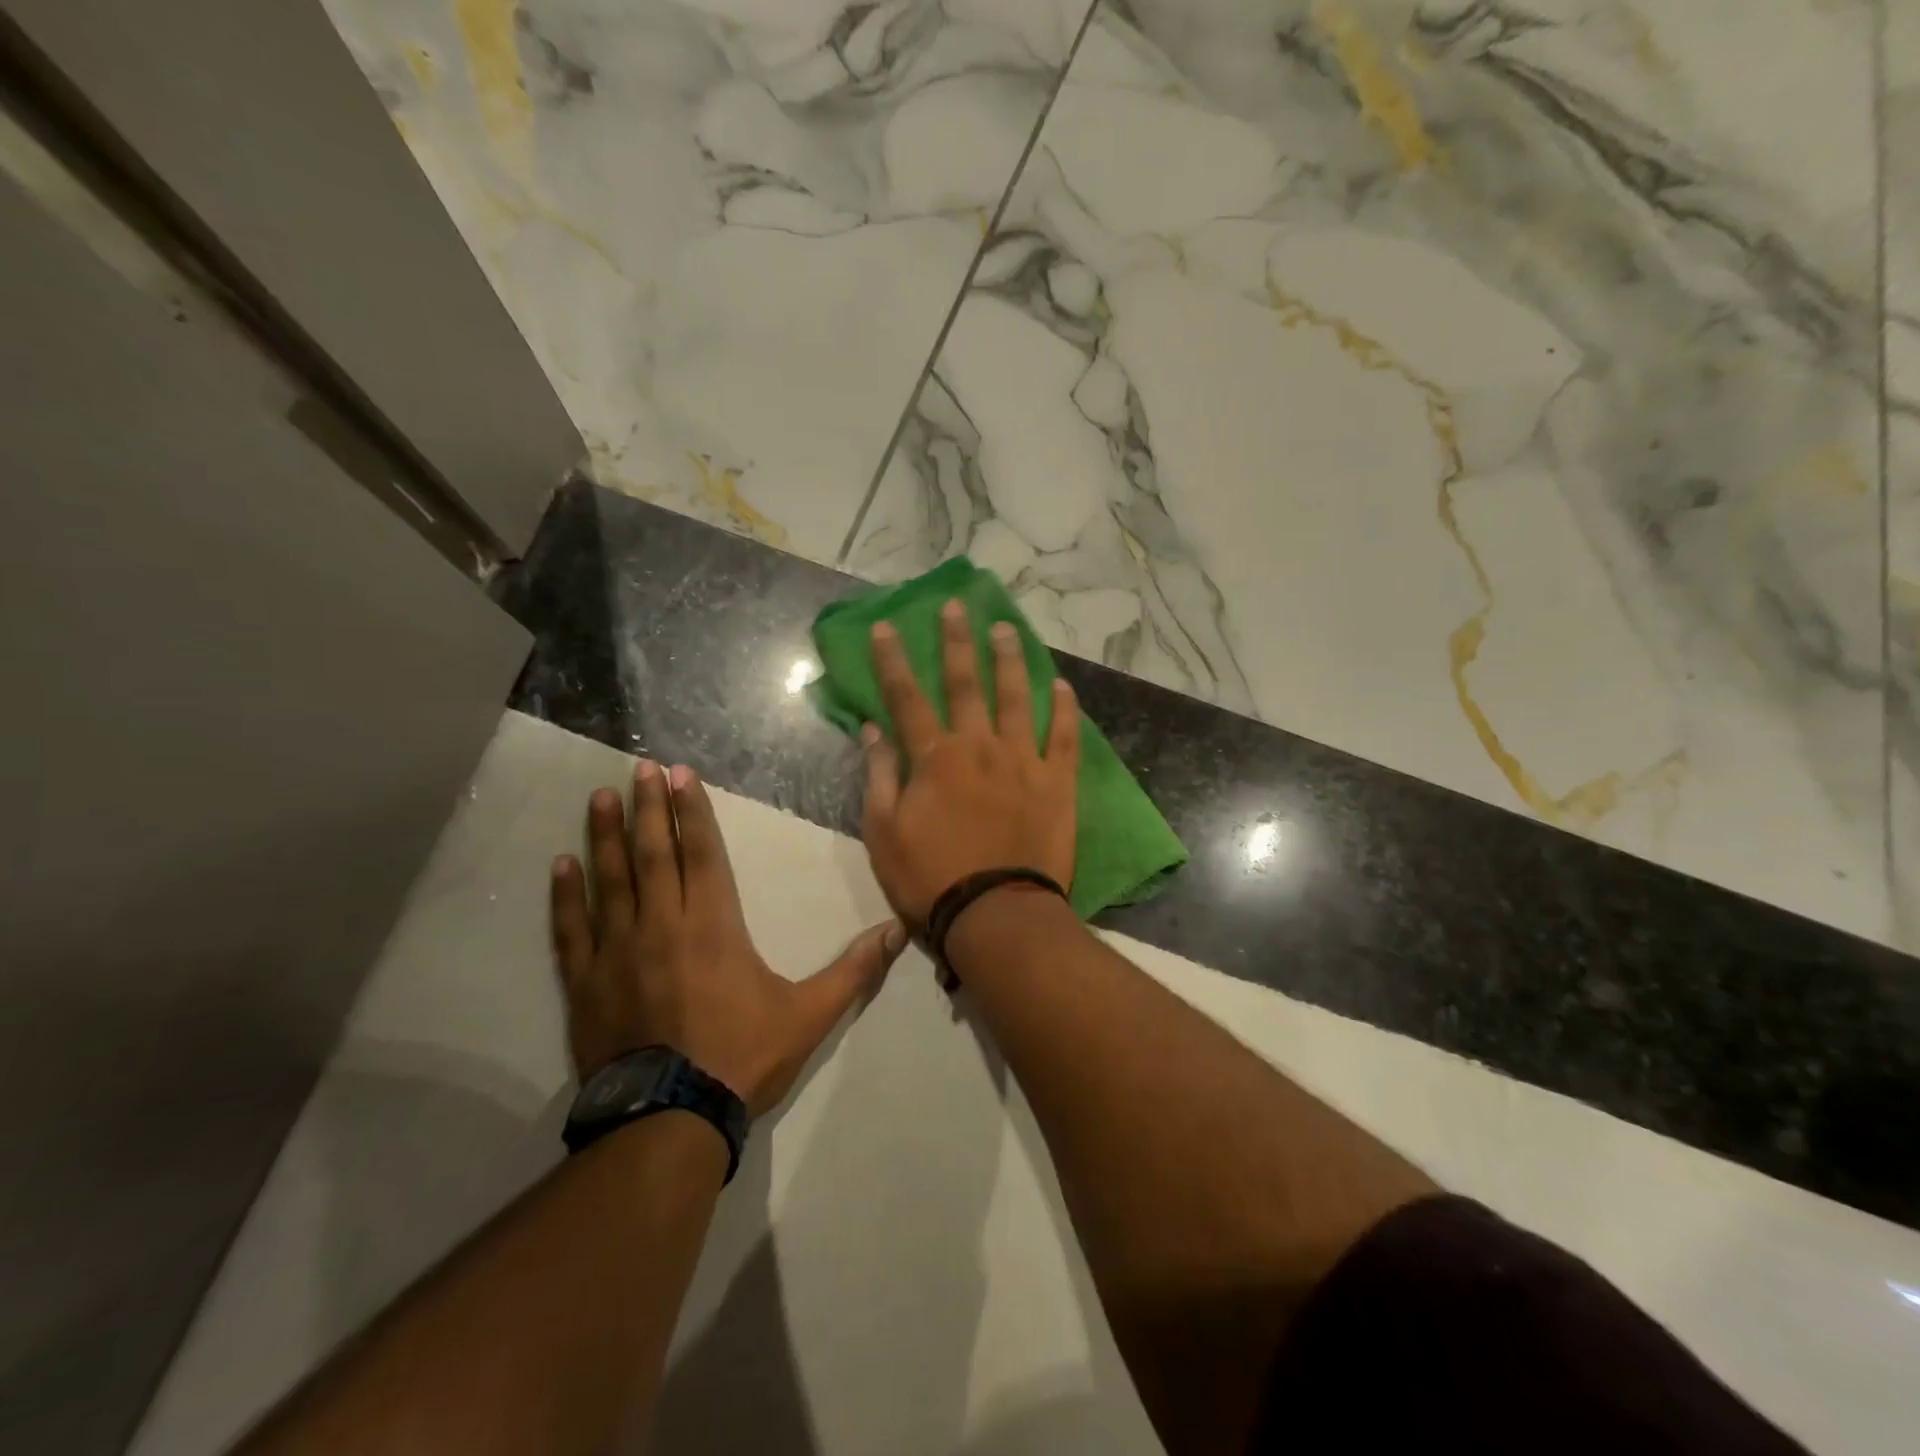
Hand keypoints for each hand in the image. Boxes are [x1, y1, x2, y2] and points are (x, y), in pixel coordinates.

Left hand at [551, 760, 905, 1115]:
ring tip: (603, 795)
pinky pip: (572, 930)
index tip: (680, 774)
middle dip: (651, 807)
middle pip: (655, 853)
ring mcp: (618, 952)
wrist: (669, 1120)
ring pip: (611, 880)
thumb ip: (854, 970)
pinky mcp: (587, 983)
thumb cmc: (741, 1058)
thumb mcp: (810, 1015)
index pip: (703, 853)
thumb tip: (898, 932)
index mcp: (714, 925)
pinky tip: (561, 865)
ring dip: (607, 835)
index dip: (693, 811)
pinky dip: (566, 896)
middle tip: (641, 765)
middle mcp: (662, 924)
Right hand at [861, 599, 1079, 924]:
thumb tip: (872, 730)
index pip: (907, 697)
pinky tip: (1062, 685)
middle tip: (957, 606)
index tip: (886, 626)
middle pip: (965, 683)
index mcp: (934, 758)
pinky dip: (1064, 709)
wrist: (996, 914)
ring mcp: (1023, 760)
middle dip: (957, 642)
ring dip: (1009, 660)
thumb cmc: (930, 878)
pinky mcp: (1057, 782)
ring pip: (1016, 698)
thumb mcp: (884, 833)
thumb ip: (879, 776)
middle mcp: (979, 746)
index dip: (893, 660)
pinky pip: (1064, 736)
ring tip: (1007, 629)